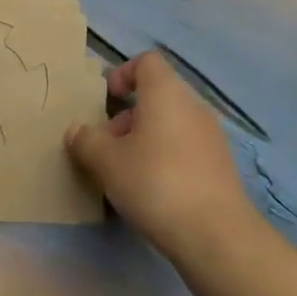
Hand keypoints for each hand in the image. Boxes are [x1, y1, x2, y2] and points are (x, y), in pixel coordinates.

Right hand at [66, 51, 258, 261]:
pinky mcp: (220, 164)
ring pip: (171, 122)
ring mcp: (211, 135)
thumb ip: (86, 141)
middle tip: (107, 145)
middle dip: (128, 115)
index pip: (146, 61)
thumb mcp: (107, 162)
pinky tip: (153, 190)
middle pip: (157, 94)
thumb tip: (76, 130)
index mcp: (166, 92)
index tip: (106, 99)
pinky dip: (166, 156)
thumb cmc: (155, 183)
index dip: (122, 73)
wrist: (215, 234)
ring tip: (125, 172)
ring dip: (145, 137)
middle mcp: (192, 105)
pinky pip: (186, 146)